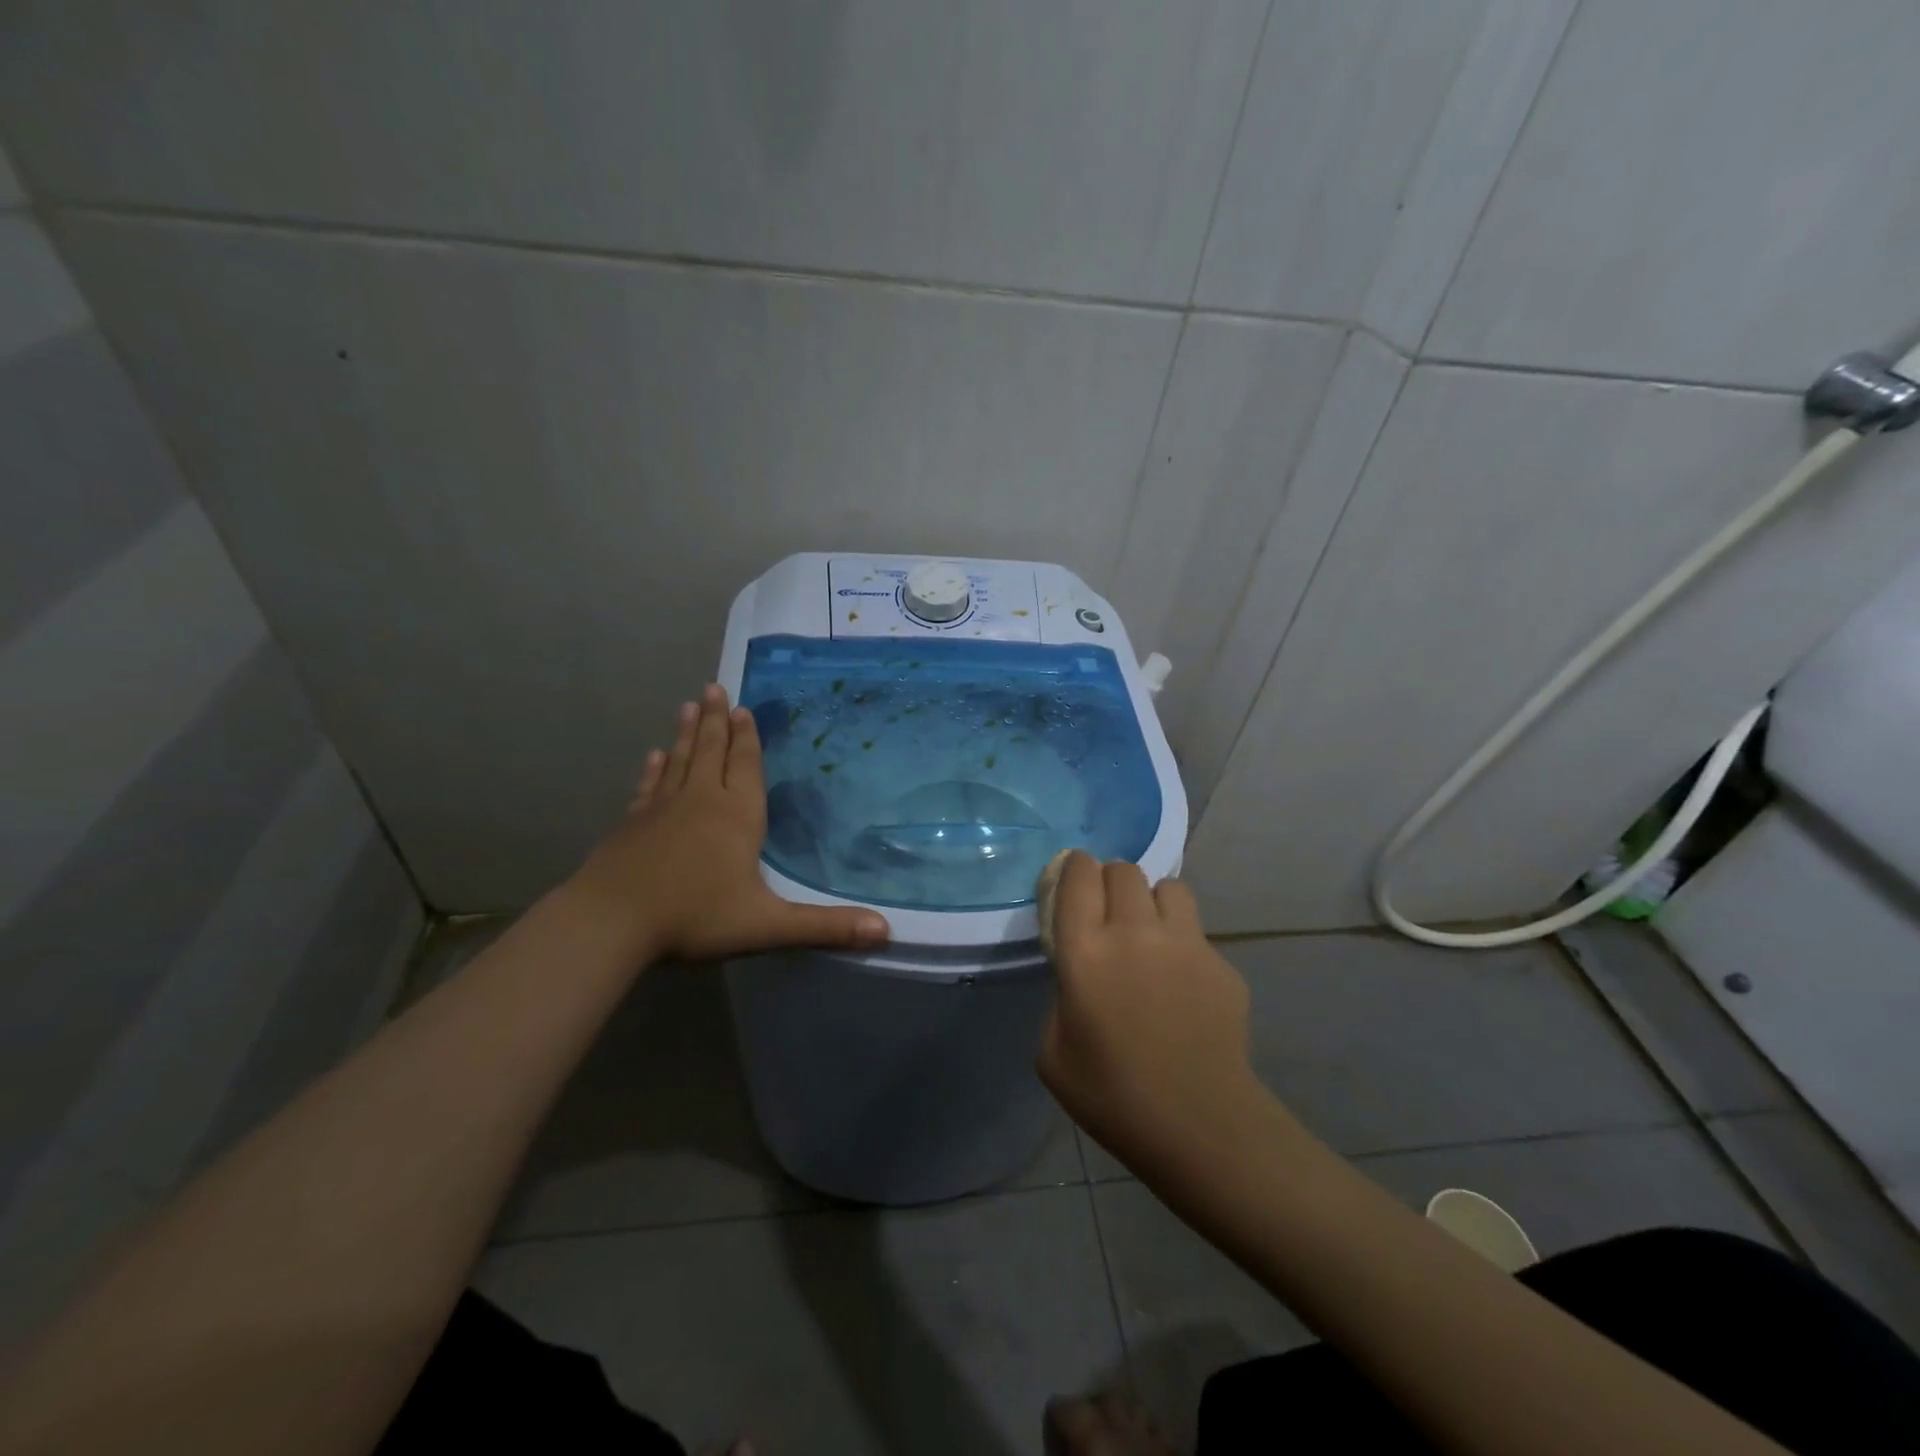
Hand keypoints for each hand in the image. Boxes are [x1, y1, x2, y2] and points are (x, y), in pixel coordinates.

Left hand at [567, 684, 888, 963]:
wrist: (611, 923)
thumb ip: (825, 927)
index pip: (745, 766)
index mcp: (737, 816)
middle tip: (714, 688)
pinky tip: (653, 756)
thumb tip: (886, 931)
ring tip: (689, 705)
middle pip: (710, 751)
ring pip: (680, 761)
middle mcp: (701, 801)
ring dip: (686, 733)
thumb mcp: (768, 925)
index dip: (747, 738)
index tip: (743, 708)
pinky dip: (654, 769)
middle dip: (715, 721)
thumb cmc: (695, 917)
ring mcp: (661, 809)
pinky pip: (649, 786)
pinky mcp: (632, 824)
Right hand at [1037, 853, 1258, 1174]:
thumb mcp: (1052, 1052)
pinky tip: (1182, 984)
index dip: (1073, 869)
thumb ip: (1061, 996)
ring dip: (1150, 901)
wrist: (1200, 1126)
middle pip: (1122, 870)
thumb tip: (1081, 976)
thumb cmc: (1112, 1097)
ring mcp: (1185, 943)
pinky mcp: (1221, 962)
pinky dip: (1182, 942)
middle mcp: (1134, 932)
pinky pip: (1196, 931)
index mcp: (1086, 951)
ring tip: (1149, 935)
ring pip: (1167, 886)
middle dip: (1109, 882)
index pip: (1078, 874)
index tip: (1071, 885)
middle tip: (1107, 916)